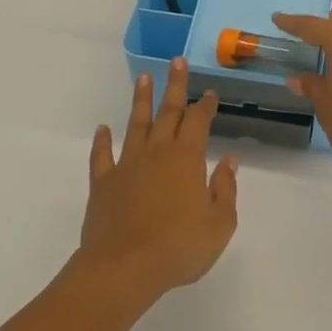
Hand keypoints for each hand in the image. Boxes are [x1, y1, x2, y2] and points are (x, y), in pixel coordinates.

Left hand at [76, 59, 238, 302]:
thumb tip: (229, 160)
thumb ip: (225, 189)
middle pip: (167, 113)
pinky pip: (102, 156)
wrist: (123, 268)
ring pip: (135, 125)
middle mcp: (156, 153)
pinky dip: (102, 141)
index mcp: (187, 159)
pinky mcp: (103, 184)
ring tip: (144, 78)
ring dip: (141, 101)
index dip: (205, 106)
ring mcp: (126, 166)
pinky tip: (103, 129)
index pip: (198, 122)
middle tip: (177, 62)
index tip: (209, 93)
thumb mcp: (219, 223)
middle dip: (174, 86)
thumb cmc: (179, 247)